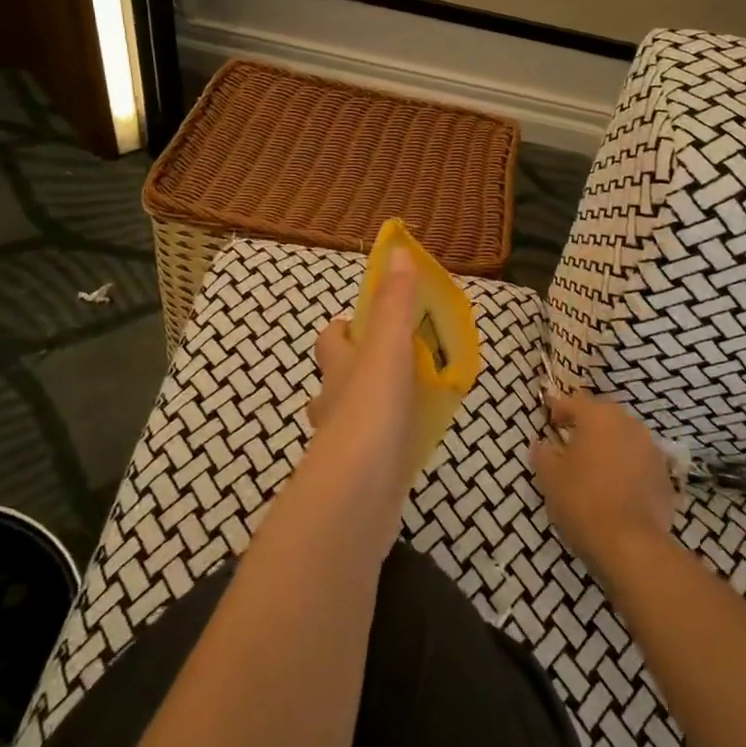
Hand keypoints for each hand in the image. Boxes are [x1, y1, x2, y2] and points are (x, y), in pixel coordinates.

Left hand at [305, 249, 421, 498]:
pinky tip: (412, 443)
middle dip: (362, 366)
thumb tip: (397, 250)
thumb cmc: (372, 411)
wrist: (357, 496)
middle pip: (339, 377)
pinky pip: (372, 450)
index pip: (331, 338)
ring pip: (353, 415)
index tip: (376, 321)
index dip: (347, 327)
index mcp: (339, 368)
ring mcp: (342, 444)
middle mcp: (333, 402)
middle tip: (405, 360)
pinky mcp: (359, 478)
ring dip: (375, 405)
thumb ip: (394, 303)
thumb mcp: (388, 348)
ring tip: (414, 400)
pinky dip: (387, 442)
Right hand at [530, 393, 679, 582]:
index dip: (560, 408)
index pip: (575, 401)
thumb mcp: (550, 478)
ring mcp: (652, 449)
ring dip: (609, 445)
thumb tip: (540, 443)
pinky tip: (616, 487)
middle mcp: (629, 424)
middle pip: (604, 416)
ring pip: (625, 437)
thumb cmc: (582, 501)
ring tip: (594, 465)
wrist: (630, 545)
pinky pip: (639, 462)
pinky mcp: (665, 475)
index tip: (550, 420)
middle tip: (570, 441)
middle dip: (587, 425)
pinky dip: (627, 467)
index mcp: (599, 417)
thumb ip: (543, 454)